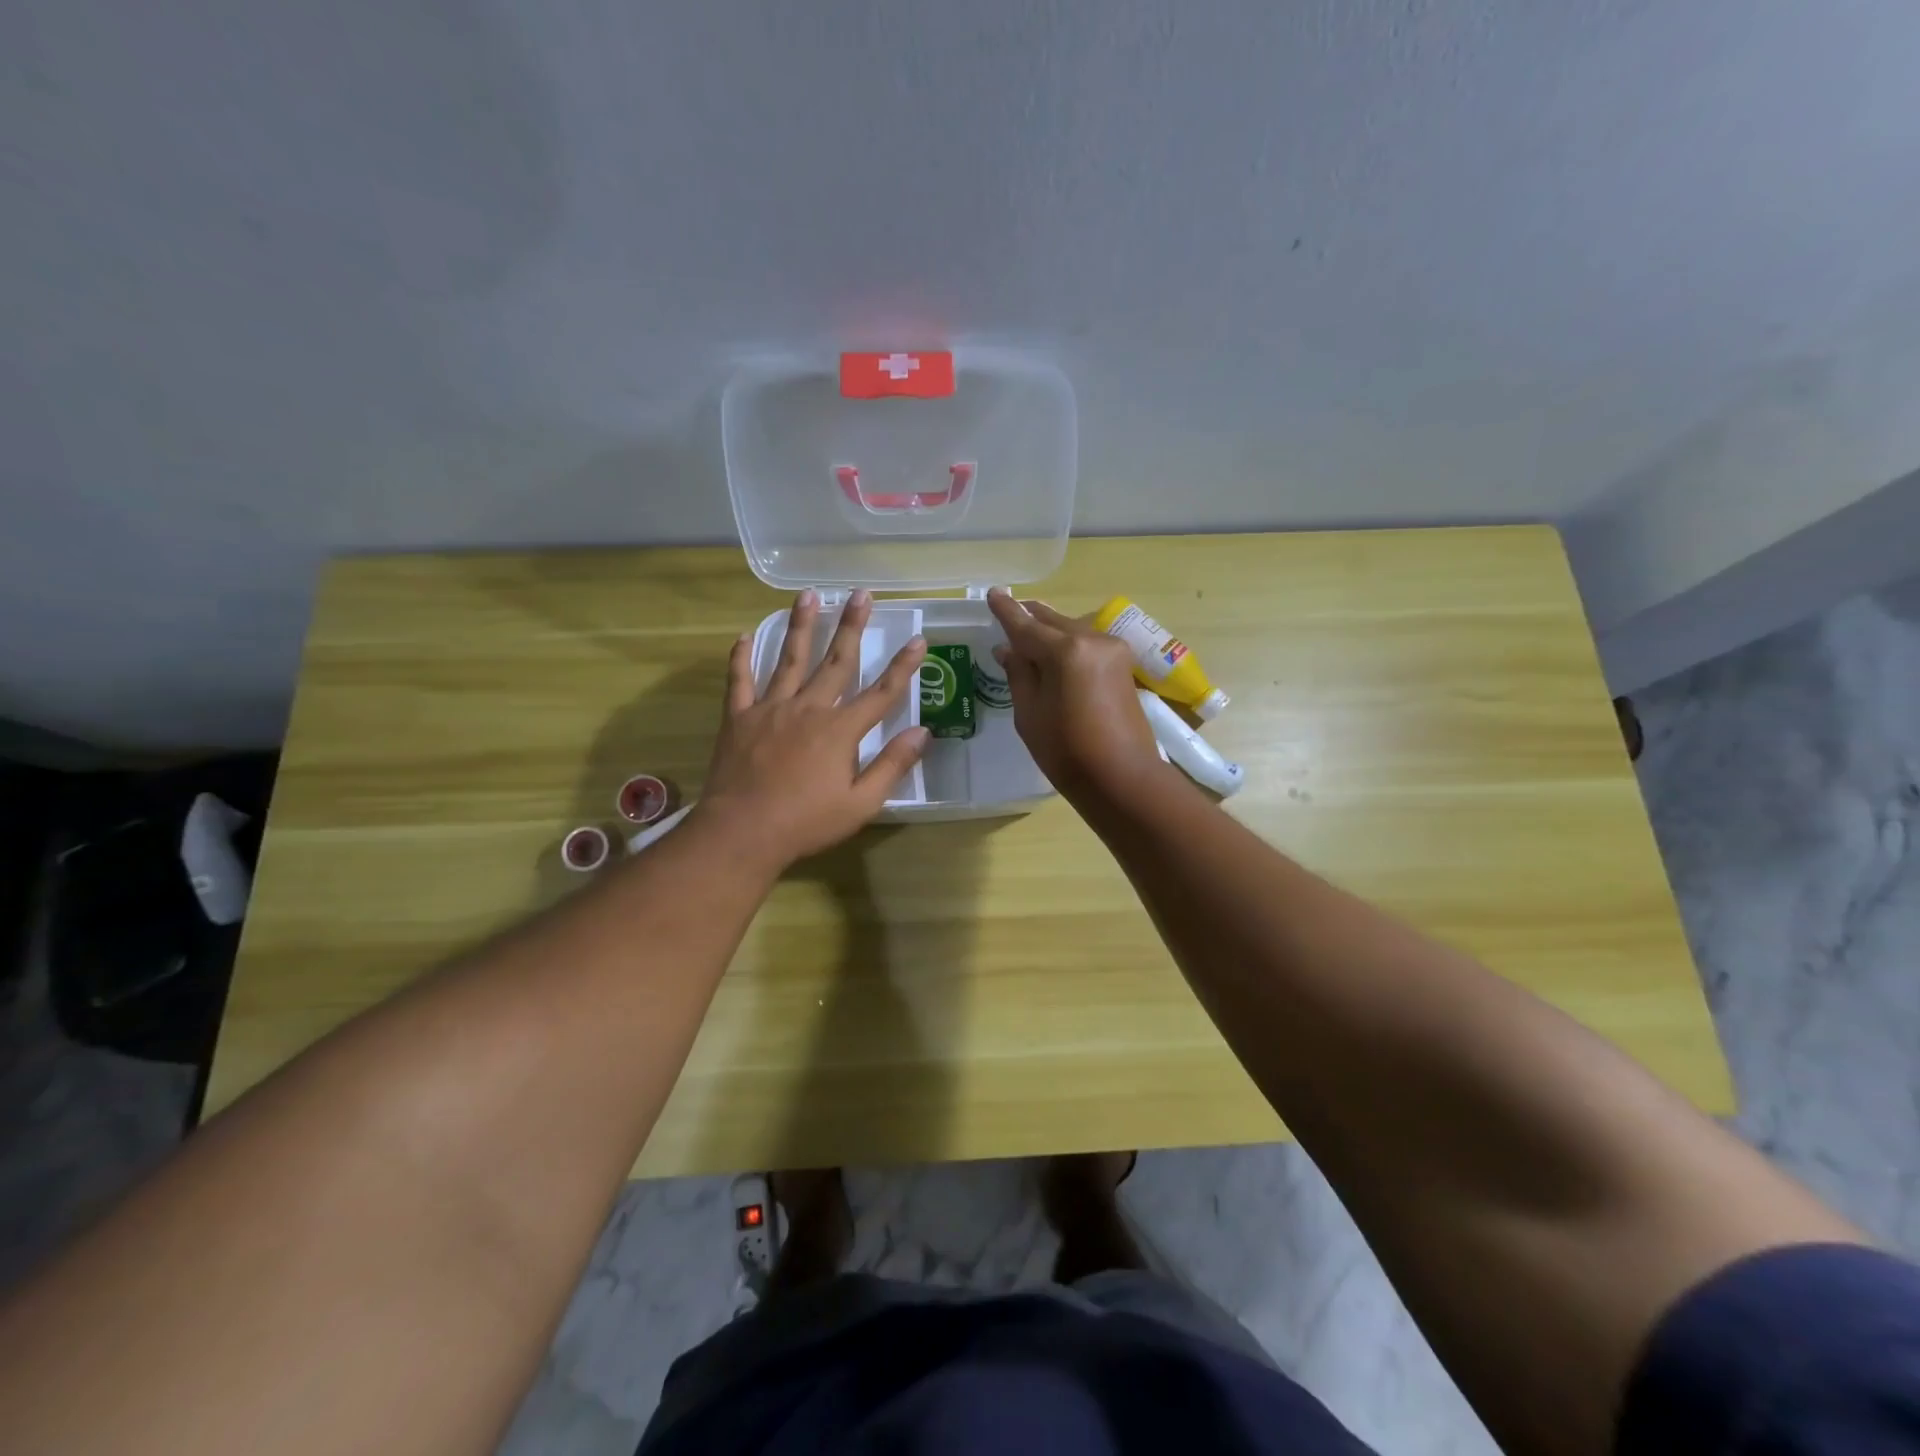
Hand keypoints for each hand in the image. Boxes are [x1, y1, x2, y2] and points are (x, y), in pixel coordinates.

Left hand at [699, 589, 928, 868]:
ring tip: (808, 596)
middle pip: (836, 660)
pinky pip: (740, 681)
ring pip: (789, 659)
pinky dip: (742, 658)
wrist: (742, 832)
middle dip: (852, 626)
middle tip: (861, 594)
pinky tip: (744, 636)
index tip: (919, 639)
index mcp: (840, 730)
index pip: (881, 692)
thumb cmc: (806, 823)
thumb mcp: (860, 804)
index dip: (903, 666)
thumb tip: (922, 732)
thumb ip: (892, 766)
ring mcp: (771, 709)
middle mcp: (808, 709)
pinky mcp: (739, 718)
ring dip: (801, 626)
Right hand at [986, 587, 1162, 800]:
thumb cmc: (1067, 752)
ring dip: (1049, 632)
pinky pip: (1086, 644)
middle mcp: (1091, 640)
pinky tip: (1054, 655)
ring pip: (1071, 630)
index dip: (1006, 611)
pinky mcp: (1122, 664)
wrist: (1123, 778)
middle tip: (1008, 614)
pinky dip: (1067, 645)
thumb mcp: (1029, 714)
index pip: (1026, 625)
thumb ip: (1019, 674)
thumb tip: (1008, 649)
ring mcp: (1112, 650)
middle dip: (1029, 619)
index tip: (993, 593)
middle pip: (1052, 621)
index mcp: (1065, 651)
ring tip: (1028, 639)